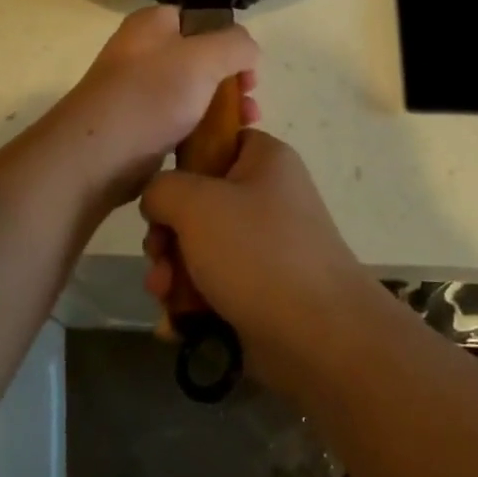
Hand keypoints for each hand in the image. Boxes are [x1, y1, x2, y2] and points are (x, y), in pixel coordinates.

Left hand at [43, 6, 259, 218]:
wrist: (95, 156)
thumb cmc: (150, 97)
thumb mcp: (204, 58)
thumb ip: (236, 44)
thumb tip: (248, 52)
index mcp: (153, 24)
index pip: (202, 18)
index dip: (231, 39)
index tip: (250, 67)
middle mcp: (144, 51)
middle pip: (202, 57)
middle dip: (233, 79)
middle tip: (250, 100)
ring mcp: (141, 90)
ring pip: (194, 92)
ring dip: (223, 108)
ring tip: (245, 127)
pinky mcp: (141, 126)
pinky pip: (181, 121)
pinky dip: (203, 130)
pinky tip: (220, 145)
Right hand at [141, 131, 375, 392]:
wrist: (319, 336)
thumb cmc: (257, 252)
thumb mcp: (197, 204)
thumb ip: (161, 188)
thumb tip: (158, 200)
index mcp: (265, 159)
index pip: (217, 140)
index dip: (183, 162)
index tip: (161, 192)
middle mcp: (268, 196)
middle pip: (199, 202)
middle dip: (168, 235)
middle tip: (158, 256)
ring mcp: (266, 246)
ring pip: (200, 249)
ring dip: (173, 272)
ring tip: (164, 296)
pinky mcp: (261, 290)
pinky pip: (214, 286)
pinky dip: (192, 303)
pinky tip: (176, 325)